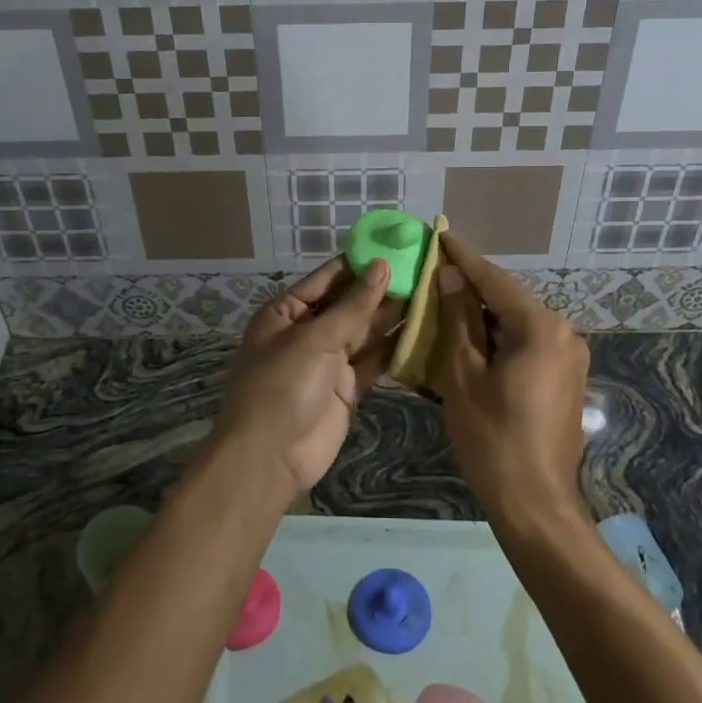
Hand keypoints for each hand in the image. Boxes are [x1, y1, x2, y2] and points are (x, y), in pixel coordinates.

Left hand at [216, 257, 401, 495]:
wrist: (270, 457)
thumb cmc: (282, 385)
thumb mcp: (314, 339)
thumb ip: (353, 305)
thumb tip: (382, 266)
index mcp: (287, 312)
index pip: (328, 278)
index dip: (360, 262)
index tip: (396, 244)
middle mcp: (308, 331)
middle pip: (349, 303)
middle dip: (382, 287)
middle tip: (424, 267)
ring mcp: (328, 361)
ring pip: (365, 331)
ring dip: (393, 315)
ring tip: (431, 291)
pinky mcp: (346, 388)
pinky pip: (373, 361)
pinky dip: (395, 348)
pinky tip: (424, 329)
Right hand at [434, 233, 590, 530]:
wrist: (536, 504)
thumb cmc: (492, 439)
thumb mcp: (463, 375)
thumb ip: (458, 319)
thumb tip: (452, 276)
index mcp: (540, 327)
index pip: (495, 280)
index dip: (463, 258)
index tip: (440, 234)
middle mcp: (564, 332)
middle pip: (508, 299)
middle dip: (471, 288)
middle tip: (435, 274)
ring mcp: (570, 356)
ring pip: (517, 322)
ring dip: (483, 316)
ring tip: (445, 306)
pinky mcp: (567, 378)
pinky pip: (528, 343)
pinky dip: (499, 338)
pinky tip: (471, 342)